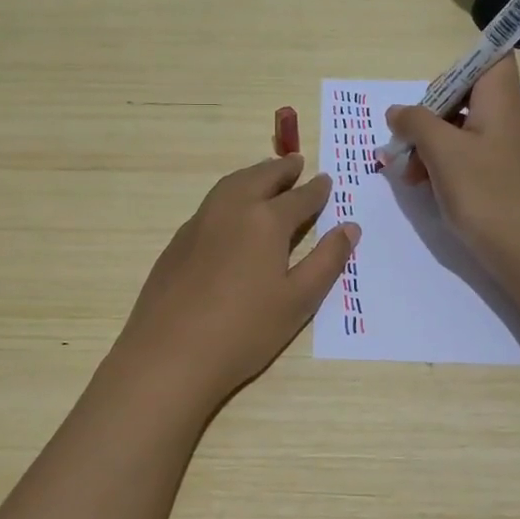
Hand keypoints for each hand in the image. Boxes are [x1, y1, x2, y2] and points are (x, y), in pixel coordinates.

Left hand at [113, 154, 359, 407]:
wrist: (169, 355)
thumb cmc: (244, 331)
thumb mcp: (298, 300)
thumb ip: (326, 261)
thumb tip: (349, 227)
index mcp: (266, 221)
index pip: (299, 197)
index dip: (316, 190)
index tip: (326, 180)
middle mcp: (231, 210)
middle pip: (260, 178)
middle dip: (281, 170)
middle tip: (296, 163)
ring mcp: (199, 223)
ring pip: (230, 185)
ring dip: (252, 175)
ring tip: (266, 176)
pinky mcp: (177, 242)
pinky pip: (211, 204)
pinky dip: (230, 194)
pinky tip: (232, 213)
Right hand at [385, 55, 519, 278]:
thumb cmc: (485, 192)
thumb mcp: (441, 151)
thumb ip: (415, 122)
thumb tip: (397, 112)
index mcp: (502, 99)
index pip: (491, 56)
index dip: (458, 66)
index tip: (432, 96)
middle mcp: (509, 114)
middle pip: (466, 92)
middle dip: (430, 114)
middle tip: (409, 142)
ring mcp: (507, 145)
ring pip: (461, 126)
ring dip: (430, 143)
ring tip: (411, 174)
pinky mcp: (502, 171)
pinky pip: (468, 152)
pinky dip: (445, 161)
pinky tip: (425, 185)